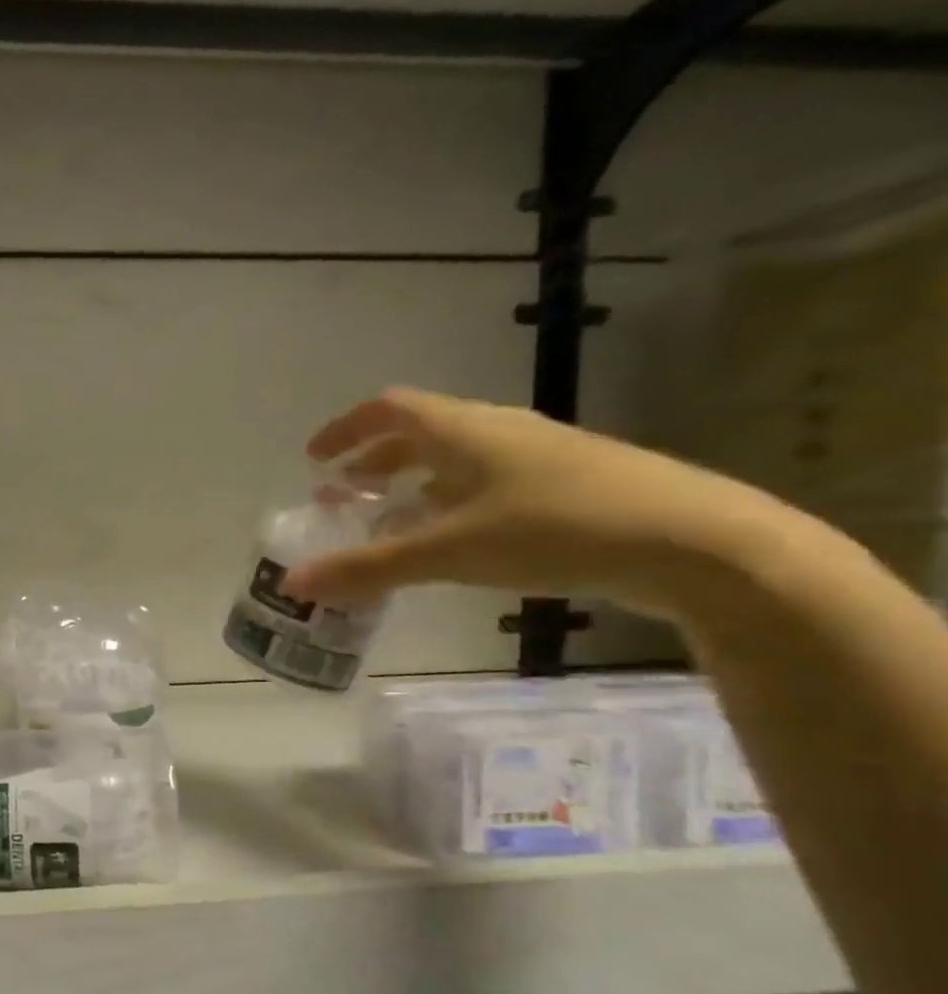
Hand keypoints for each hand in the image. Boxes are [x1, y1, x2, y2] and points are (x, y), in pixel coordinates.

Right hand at [279, 388, 815, 622]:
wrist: (699, 543)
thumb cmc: (556, 529)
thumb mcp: (450, 552)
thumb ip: (369, 567)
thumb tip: (294, 584)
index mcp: (464, 429)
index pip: (389, 409)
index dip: (346, 430)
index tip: (314, 460)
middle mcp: (497, 432)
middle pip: (420, 434)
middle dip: (373, 462)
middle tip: (341, 495)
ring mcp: (537, 458)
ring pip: (455, 461)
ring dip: (411, 485)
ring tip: (387, 521)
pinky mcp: (567, 487)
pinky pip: (486, 486)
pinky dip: (450, 505)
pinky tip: (452, 542)